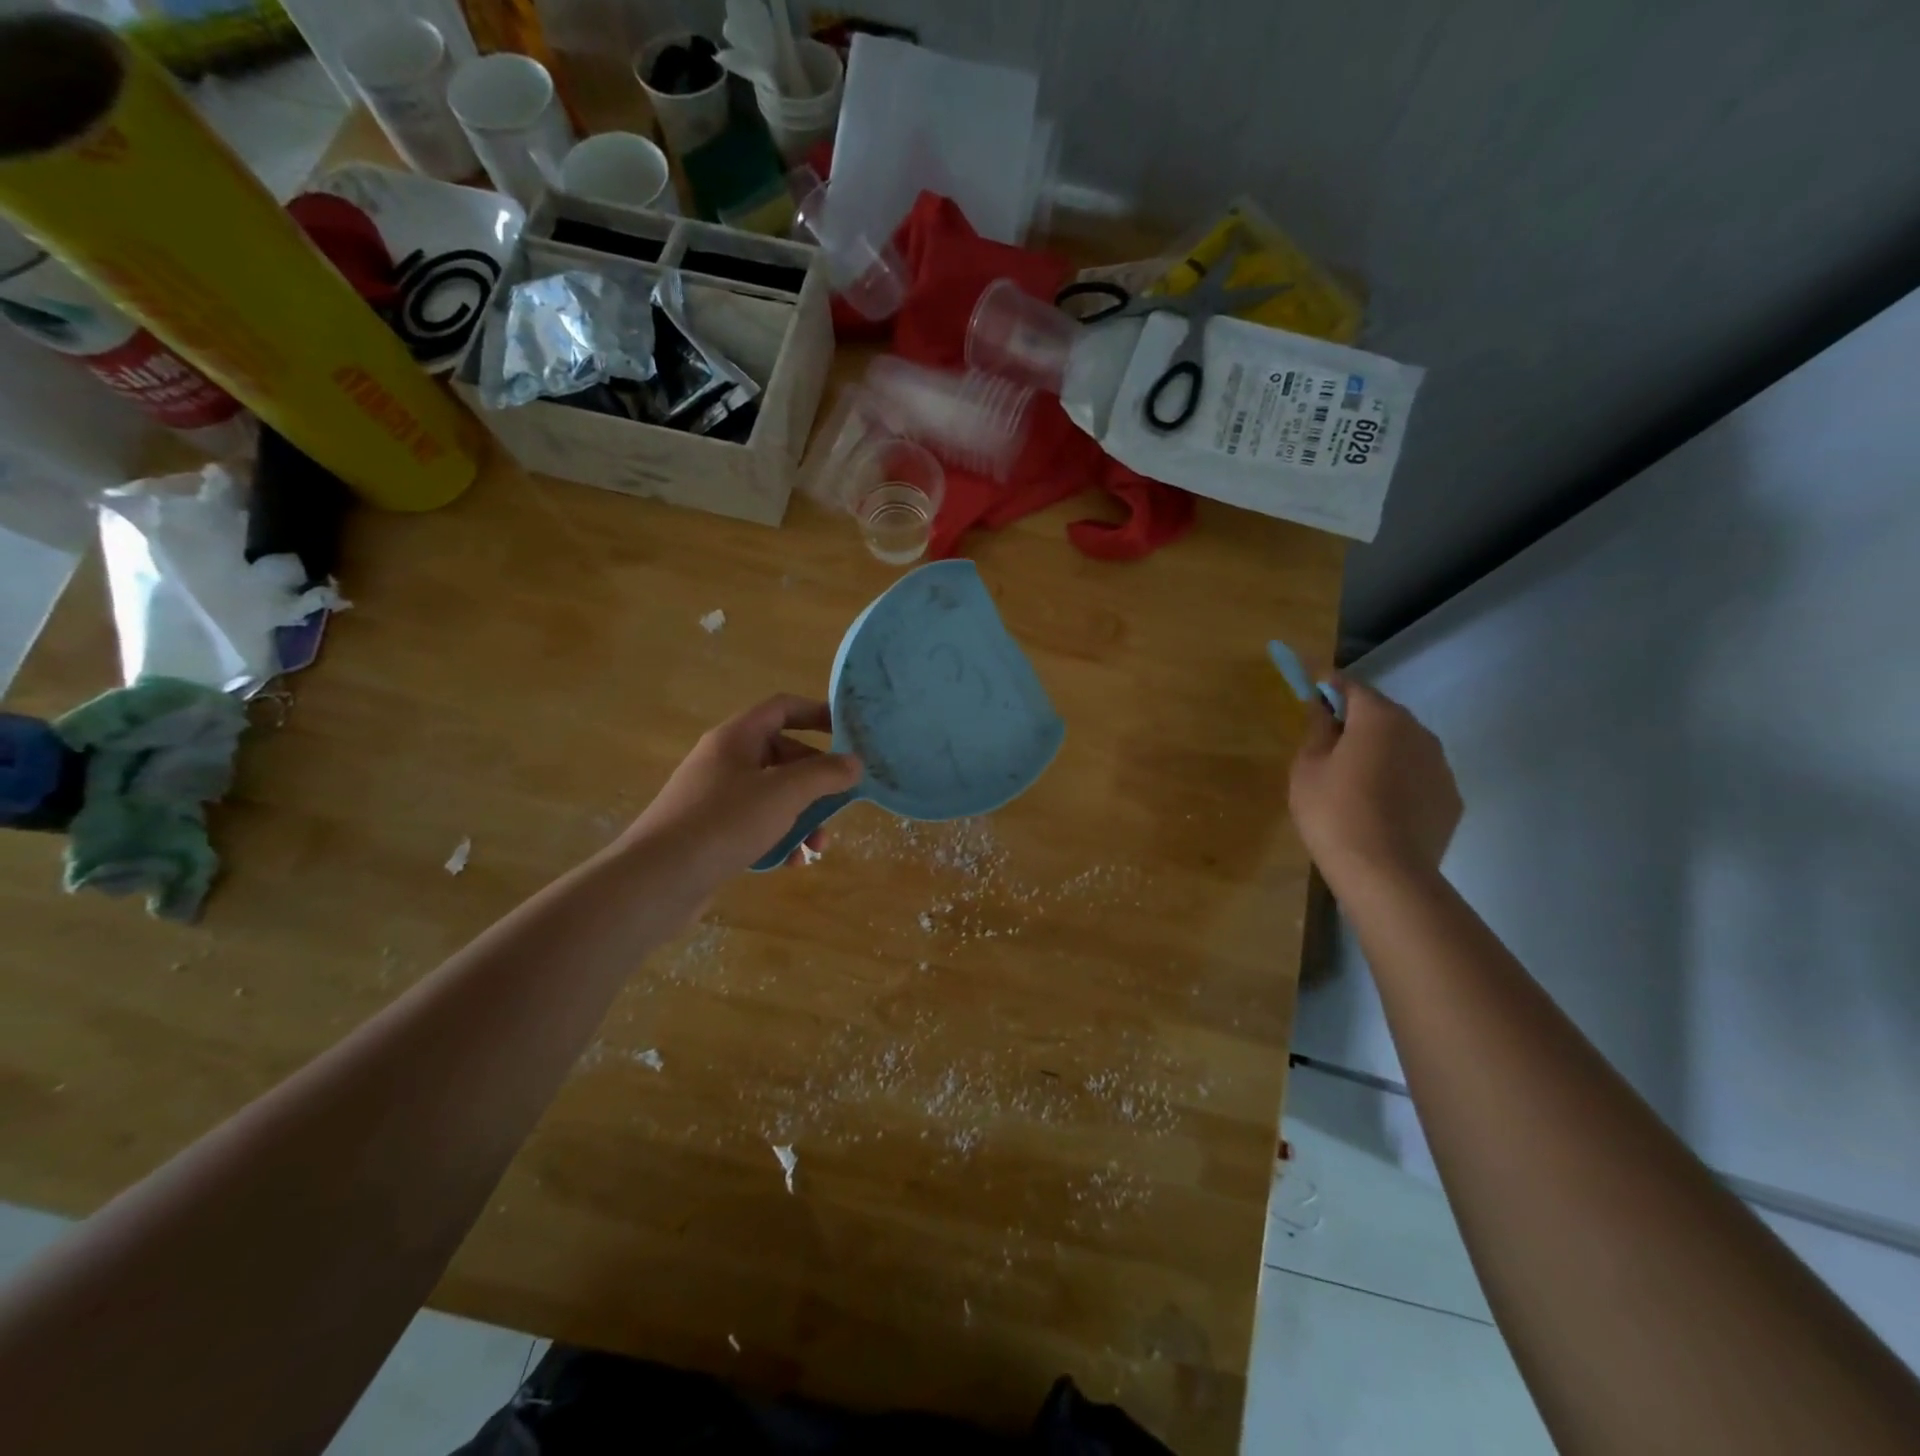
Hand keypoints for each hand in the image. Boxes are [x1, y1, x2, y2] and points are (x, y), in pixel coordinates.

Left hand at [620, 696, 862, 893]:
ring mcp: (715, 797)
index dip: (817, 713)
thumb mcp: (783, 794)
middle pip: (782, 755)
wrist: (657, 879)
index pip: (782, 708)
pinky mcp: (710, 832)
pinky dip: (779, 838)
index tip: (850, 732)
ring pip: (772, 795)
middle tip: (841, 800)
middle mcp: (724, 761)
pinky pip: (755, 824)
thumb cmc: (724, 822)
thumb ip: (824, 774)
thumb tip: (855, 763)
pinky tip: (793, 862)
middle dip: (816, 780)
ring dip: (802, 815)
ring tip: (819, 845)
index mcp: (736, 738)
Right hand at [1288, 676, 1461, 889]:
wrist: (1385, 873)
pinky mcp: (1451, 797)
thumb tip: (1322, 708)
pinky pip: (1419, 776)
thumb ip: (1317, 730)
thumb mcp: (1307, 768)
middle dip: (1358, 722)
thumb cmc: (1334, 812)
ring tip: (1356, 781)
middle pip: (1383, 714)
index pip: (1352, 687)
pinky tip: (1381, 807)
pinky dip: (1401, 780)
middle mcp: (1418, 731)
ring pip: (1404, 745)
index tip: (1313, 695)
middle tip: (1330, 745)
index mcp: (1379, 718)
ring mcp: (1441, 765)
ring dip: (1382, 751)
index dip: (1330, 688)